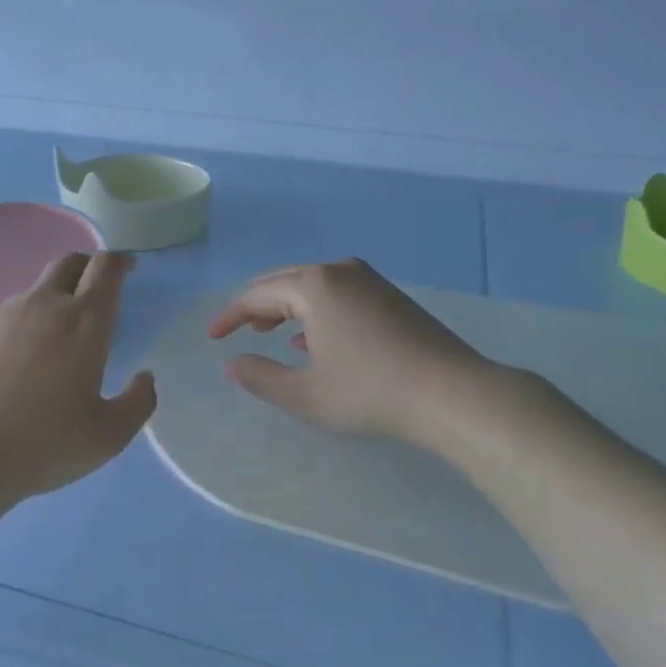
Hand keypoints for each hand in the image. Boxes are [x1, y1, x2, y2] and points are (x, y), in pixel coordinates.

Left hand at [0, 251, 156, 506]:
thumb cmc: (43, 444)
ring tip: (56, 340)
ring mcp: (4, 316)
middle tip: (96, 290)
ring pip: (36, 291)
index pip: (106, 268)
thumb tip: (144, 378)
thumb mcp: (108, 436)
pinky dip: (23, 327)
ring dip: (53, 301)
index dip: (120, 262)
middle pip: (69, 262)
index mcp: (84, 323)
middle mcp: (44, 306)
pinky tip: (18, 365)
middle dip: (87, 266)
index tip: (127, 270)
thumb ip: (138, 403)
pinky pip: (7, 318)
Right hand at [208, 259, 507, 448]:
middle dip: (256, 306)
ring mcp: (370, 281)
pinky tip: (314, 340)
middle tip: (236, 330)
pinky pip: (338, 294)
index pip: (257, 294)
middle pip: (284, 282)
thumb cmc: (370, 393)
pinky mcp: (391, 296)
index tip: (213, 336)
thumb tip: (233, 364)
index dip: (230, 315)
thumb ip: (261, 377)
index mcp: (314, 286)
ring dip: (286, 308)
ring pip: (313, 287)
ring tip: (269, 333)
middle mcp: (340, 271)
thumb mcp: (305, 395)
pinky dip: (316, 312)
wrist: (452, 394)